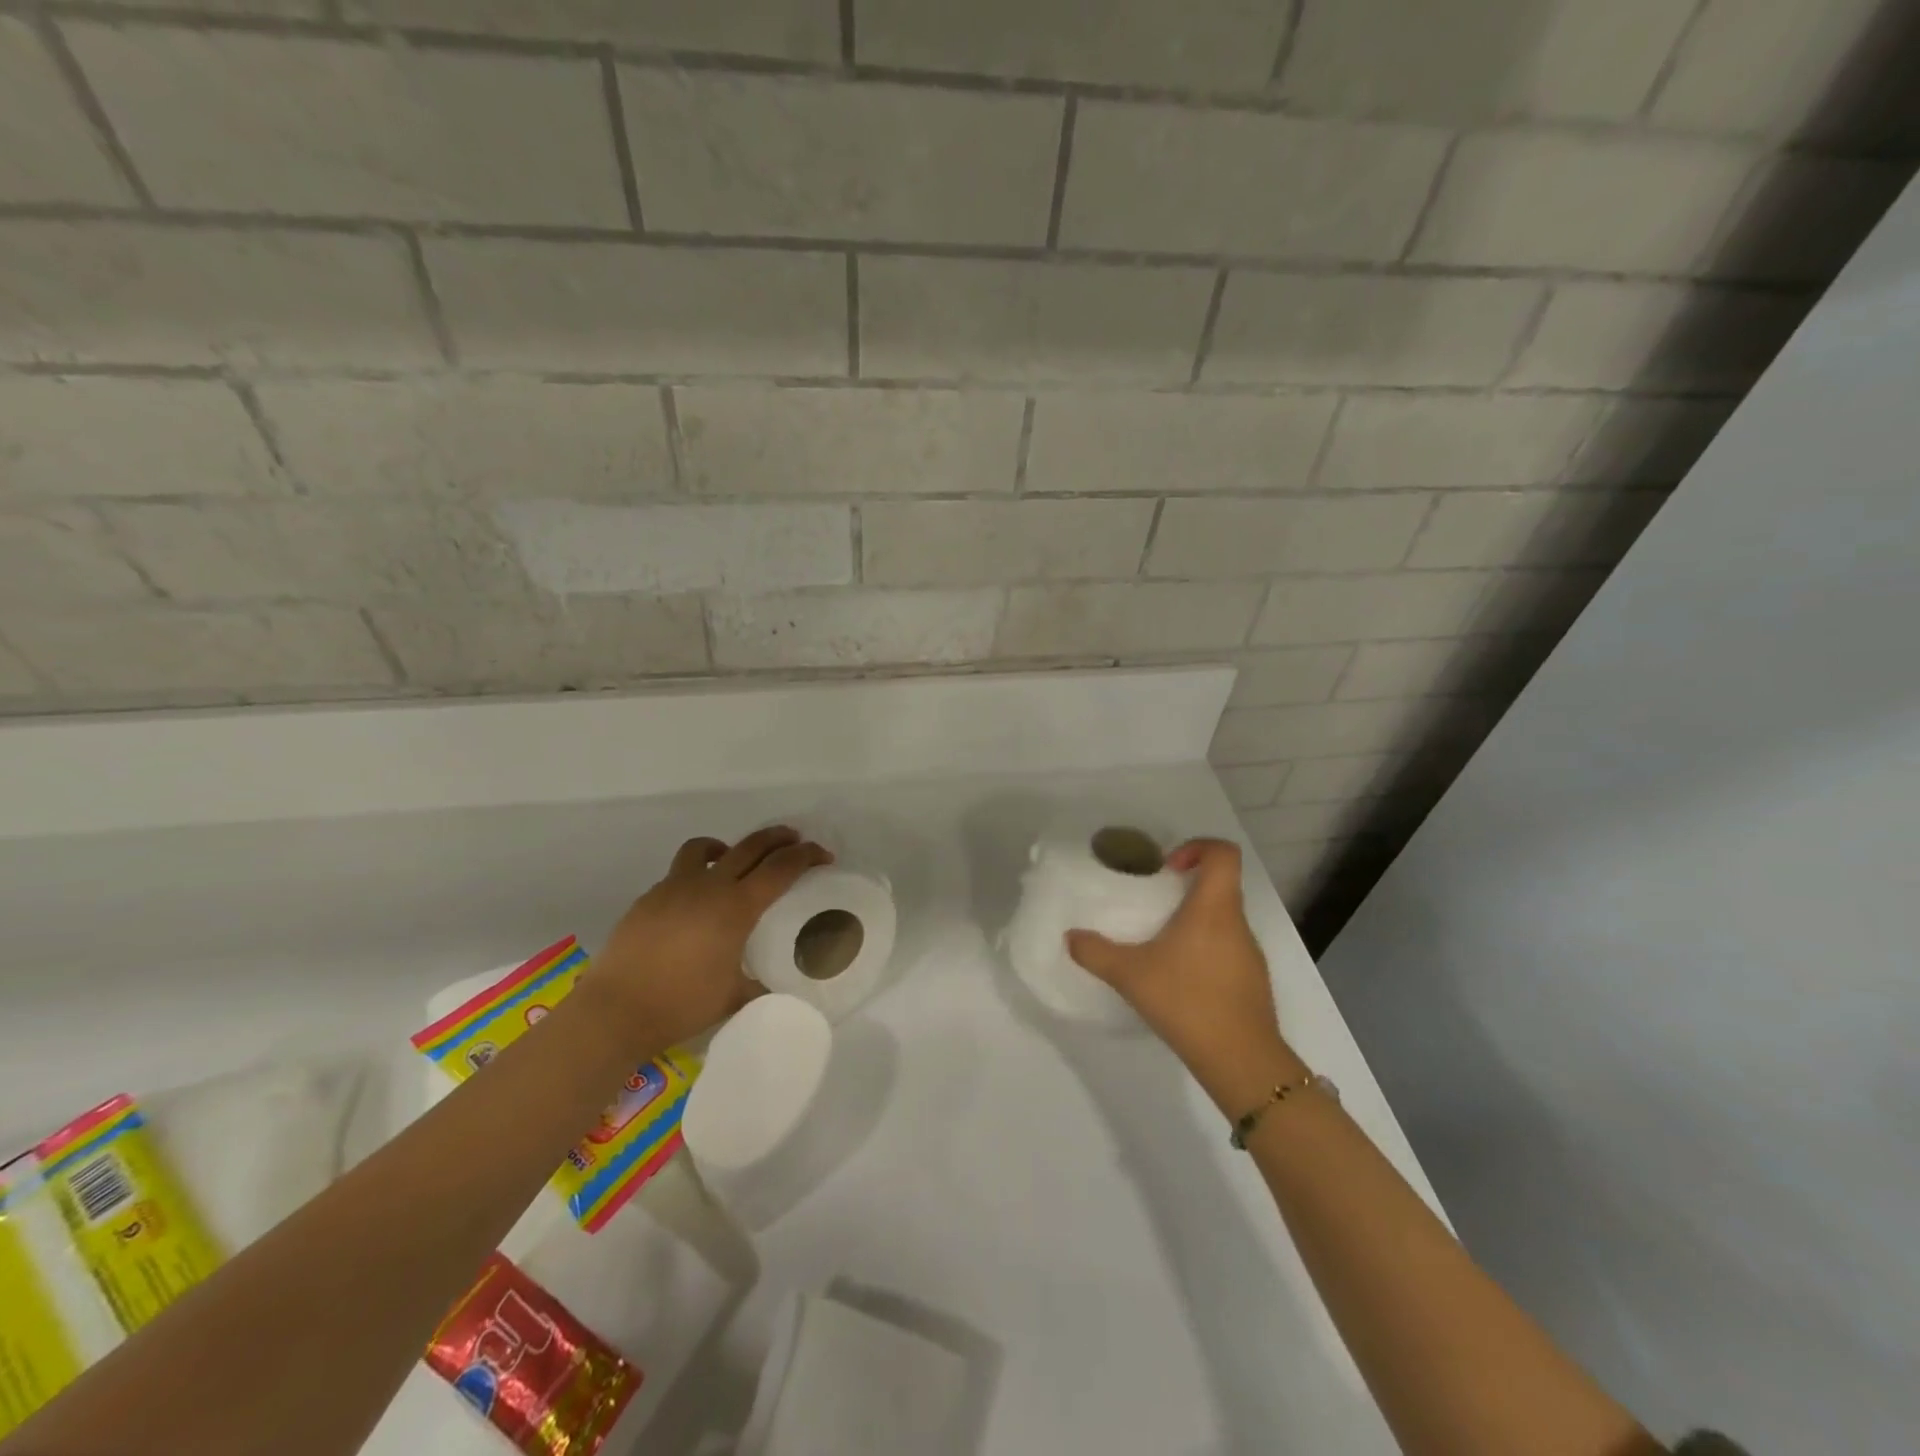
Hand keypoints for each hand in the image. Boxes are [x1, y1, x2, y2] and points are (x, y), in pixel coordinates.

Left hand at [586, 826, 832, 1052]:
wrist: (615, 1011)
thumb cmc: (681, 1004)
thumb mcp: (733, 997)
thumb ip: (759, 984)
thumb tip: (775, 986)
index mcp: (737, 907)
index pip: (781, 868)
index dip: (807, 855)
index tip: (823, 856)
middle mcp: (709, 887)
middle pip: (750, 846)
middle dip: (779, 838)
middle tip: (795, 840)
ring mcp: (674, 888)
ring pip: (705, 848)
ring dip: (729, 847)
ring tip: (734, 858)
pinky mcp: (649, 898)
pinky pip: (679, 874)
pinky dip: (696, 875)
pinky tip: (695, 902)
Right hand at [1067, 838, 1303, 1114]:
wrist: (1241, 1060)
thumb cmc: (1187, 1001)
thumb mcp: (1130, 975)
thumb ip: (1096, 952)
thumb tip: (1070, 937)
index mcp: (1214, 908)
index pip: (1223, 854)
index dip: (1198, 848)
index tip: (1168, 868)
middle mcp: (1238, 923)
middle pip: (1221, 886)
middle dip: (1187, 889)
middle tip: (1155, 906)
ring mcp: (1251, 954)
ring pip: (1224, 921)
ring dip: (1196, 922)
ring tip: (1163, 946)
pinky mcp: (1253, 981)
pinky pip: (1229, 950)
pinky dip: (1206, 952)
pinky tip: (1181, 981)